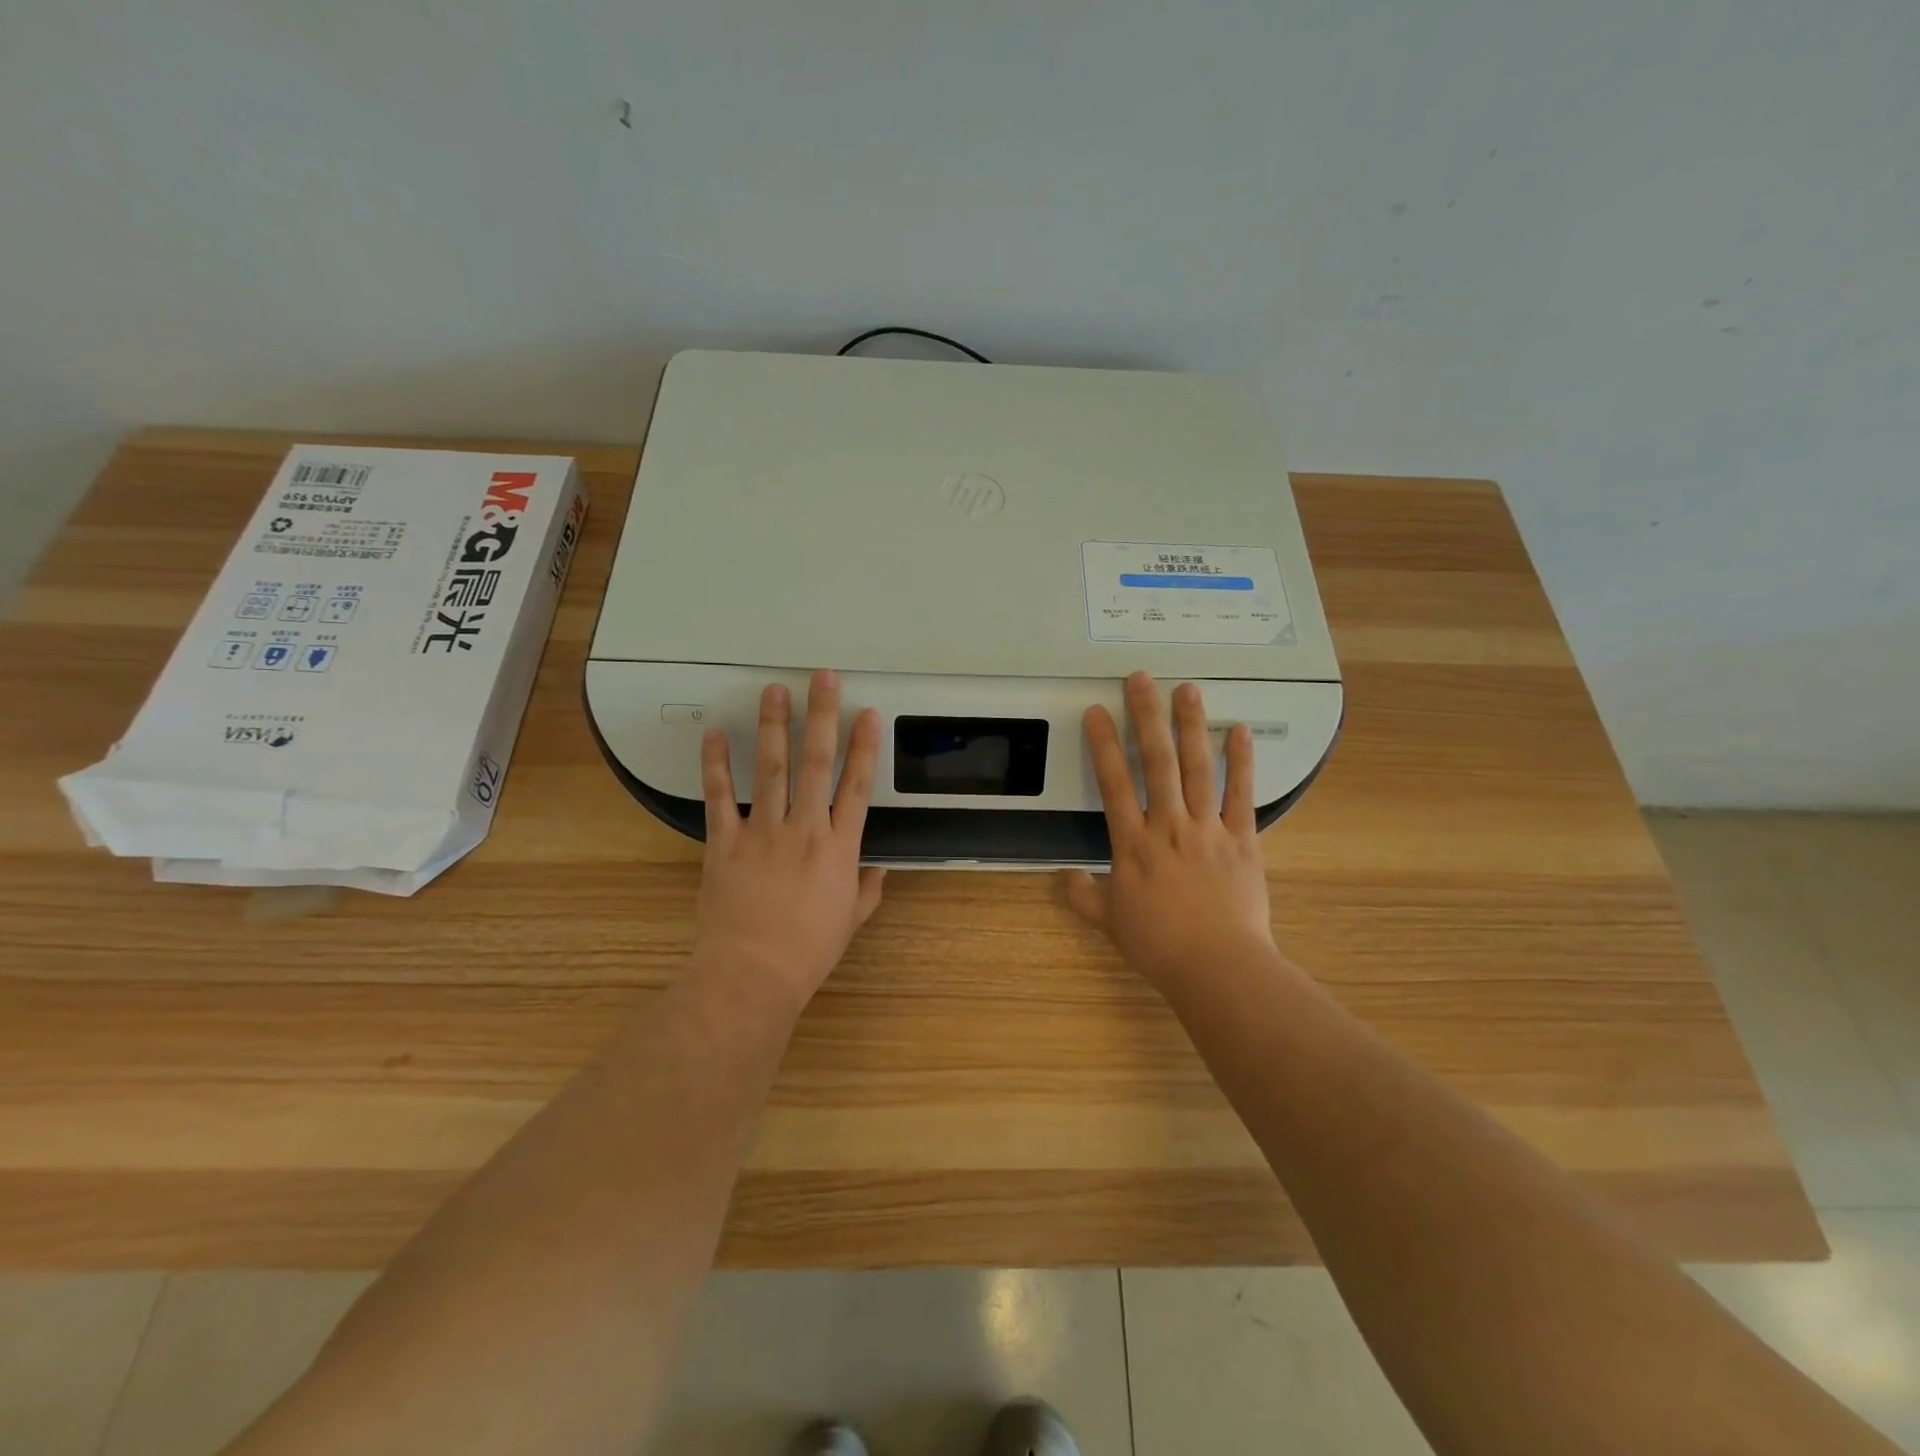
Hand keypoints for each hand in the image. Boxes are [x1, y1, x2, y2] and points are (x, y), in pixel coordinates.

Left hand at [694, 670, 885, 1006]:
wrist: (753, 972)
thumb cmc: (808, 950)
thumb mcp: (851, 920)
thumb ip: (868, 888)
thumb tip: (879, 868)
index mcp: (839, 847)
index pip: (857, 785)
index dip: (864, 746)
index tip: (866, 714)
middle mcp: (804, 828)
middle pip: (815, 762)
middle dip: (821, 716)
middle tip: (822, 679)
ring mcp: (762, 831)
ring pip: (770, 769)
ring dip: (773, 727)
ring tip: (773, 691)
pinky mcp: (724, 842)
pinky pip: (719, 797)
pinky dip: (716, 765)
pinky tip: (716, 735)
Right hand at [1063, 672, 1275, 990]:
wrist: (1218, 967)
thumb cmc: (1159, 945)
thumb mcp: (1110, 922)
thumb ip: (1084, 895)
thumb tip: (1065, 876)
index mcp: (1133, 843)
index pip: (1113, 782)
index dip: (1102, 744)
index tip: (1095, 711)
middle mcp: (1168, 825)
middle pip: (1157, 761)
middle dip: (1147, 716)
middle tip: (1141, 678)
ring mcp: (1207, 828)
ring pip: (1197, 767)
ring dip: (1191, 725)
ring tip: (1187, 689)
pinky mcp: (1242, 838)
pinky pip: (1240, 793)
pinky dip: (1241, 761)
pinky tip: (1237, 730)